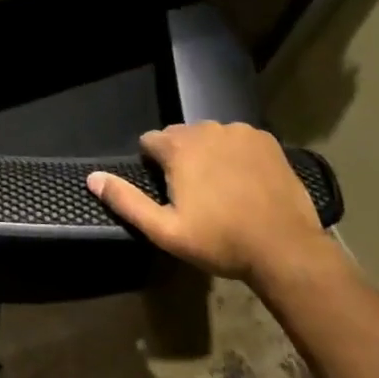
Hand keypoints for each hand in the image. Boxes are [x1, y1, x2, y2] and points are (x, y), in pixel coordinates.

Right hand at [86, 122, 325, 283]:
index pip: (150, 141)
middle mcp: (206, 129)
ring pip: (210, 137)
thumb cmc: (221, 241)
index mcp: (178, 146)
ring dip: (209, 155)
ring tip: (223, 190)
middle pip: (180, 136)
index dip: (153, 165)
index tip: (168, 192)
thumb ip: (126, 201)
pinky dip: (237, 155)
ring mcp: (239, 132)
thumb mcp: (165, 230)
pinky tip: (247, 183)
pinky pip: (239, 140)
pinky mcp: (266, 140)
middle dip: (181, 158)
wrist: (286, 249)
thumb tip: (92, 177)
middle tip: (196, 196)